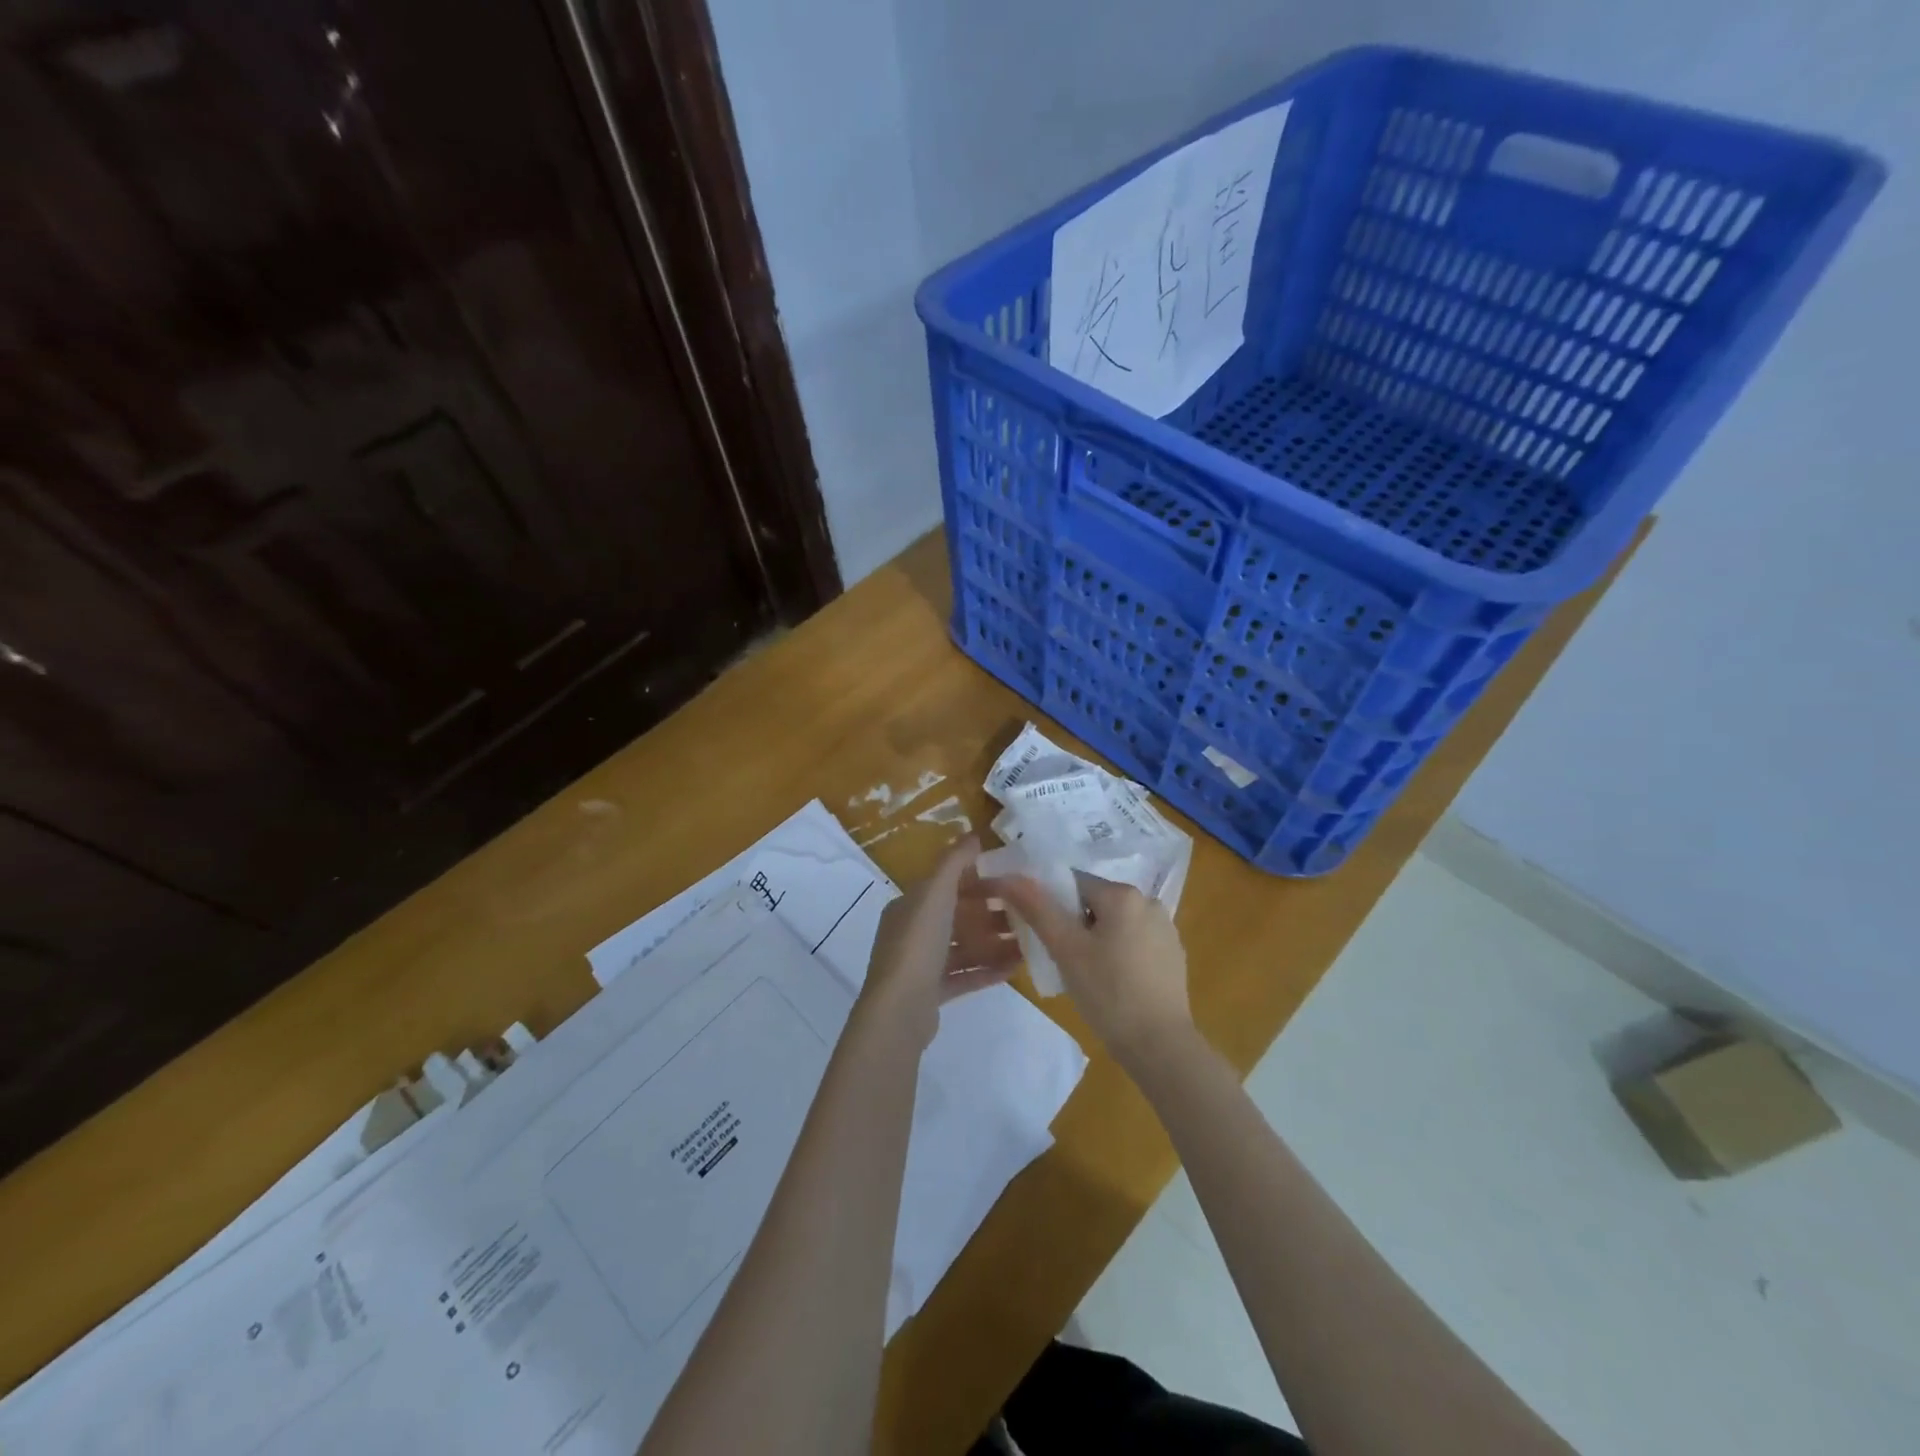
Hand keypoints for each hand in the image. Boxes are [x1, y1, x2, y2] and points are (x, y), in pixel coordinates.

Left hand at [858, 837, 1019, 1047]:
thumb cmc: (918, 943)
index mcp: (909, 906)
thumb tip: (973, 835)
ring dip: (994, 944)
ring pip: (963, 948)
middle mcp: (912, 932)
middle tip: (1026, 913)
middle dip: (990, 914)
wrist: (899, 1009)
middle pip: (957, 918)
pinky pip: (965, 975)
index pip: (945, 886)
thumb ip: (954, 862)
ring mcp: (921, 965)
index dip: (976, 881)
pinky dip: (988, 970)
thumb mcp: (935, 893)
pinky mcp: (932, 993)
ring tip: (1028, 942)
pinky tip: (1016, 968)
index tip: (1010, 881)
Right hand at [985, 871, 1192, 1066]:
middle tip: (1062, 959)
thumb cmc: (1109, 992)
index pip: (1074, 883)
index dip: (1053, 907)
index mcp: (1124, 894)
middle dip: (1075, 926)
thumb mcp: (1065, 949)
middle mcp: (1149, 902)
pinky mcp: (1173, 955)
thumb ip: (1037, 908)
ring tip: (1086, 976)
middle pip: (1096, 903)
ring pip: (1115, 924)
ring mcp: (1166, 930)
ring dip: (1096, 940)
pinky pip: (1135, 943)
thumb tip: (1009, 877)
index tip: (1046, 937)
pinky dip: (1119, 954)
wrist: (1160, 1046)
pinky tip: (1113, 984)